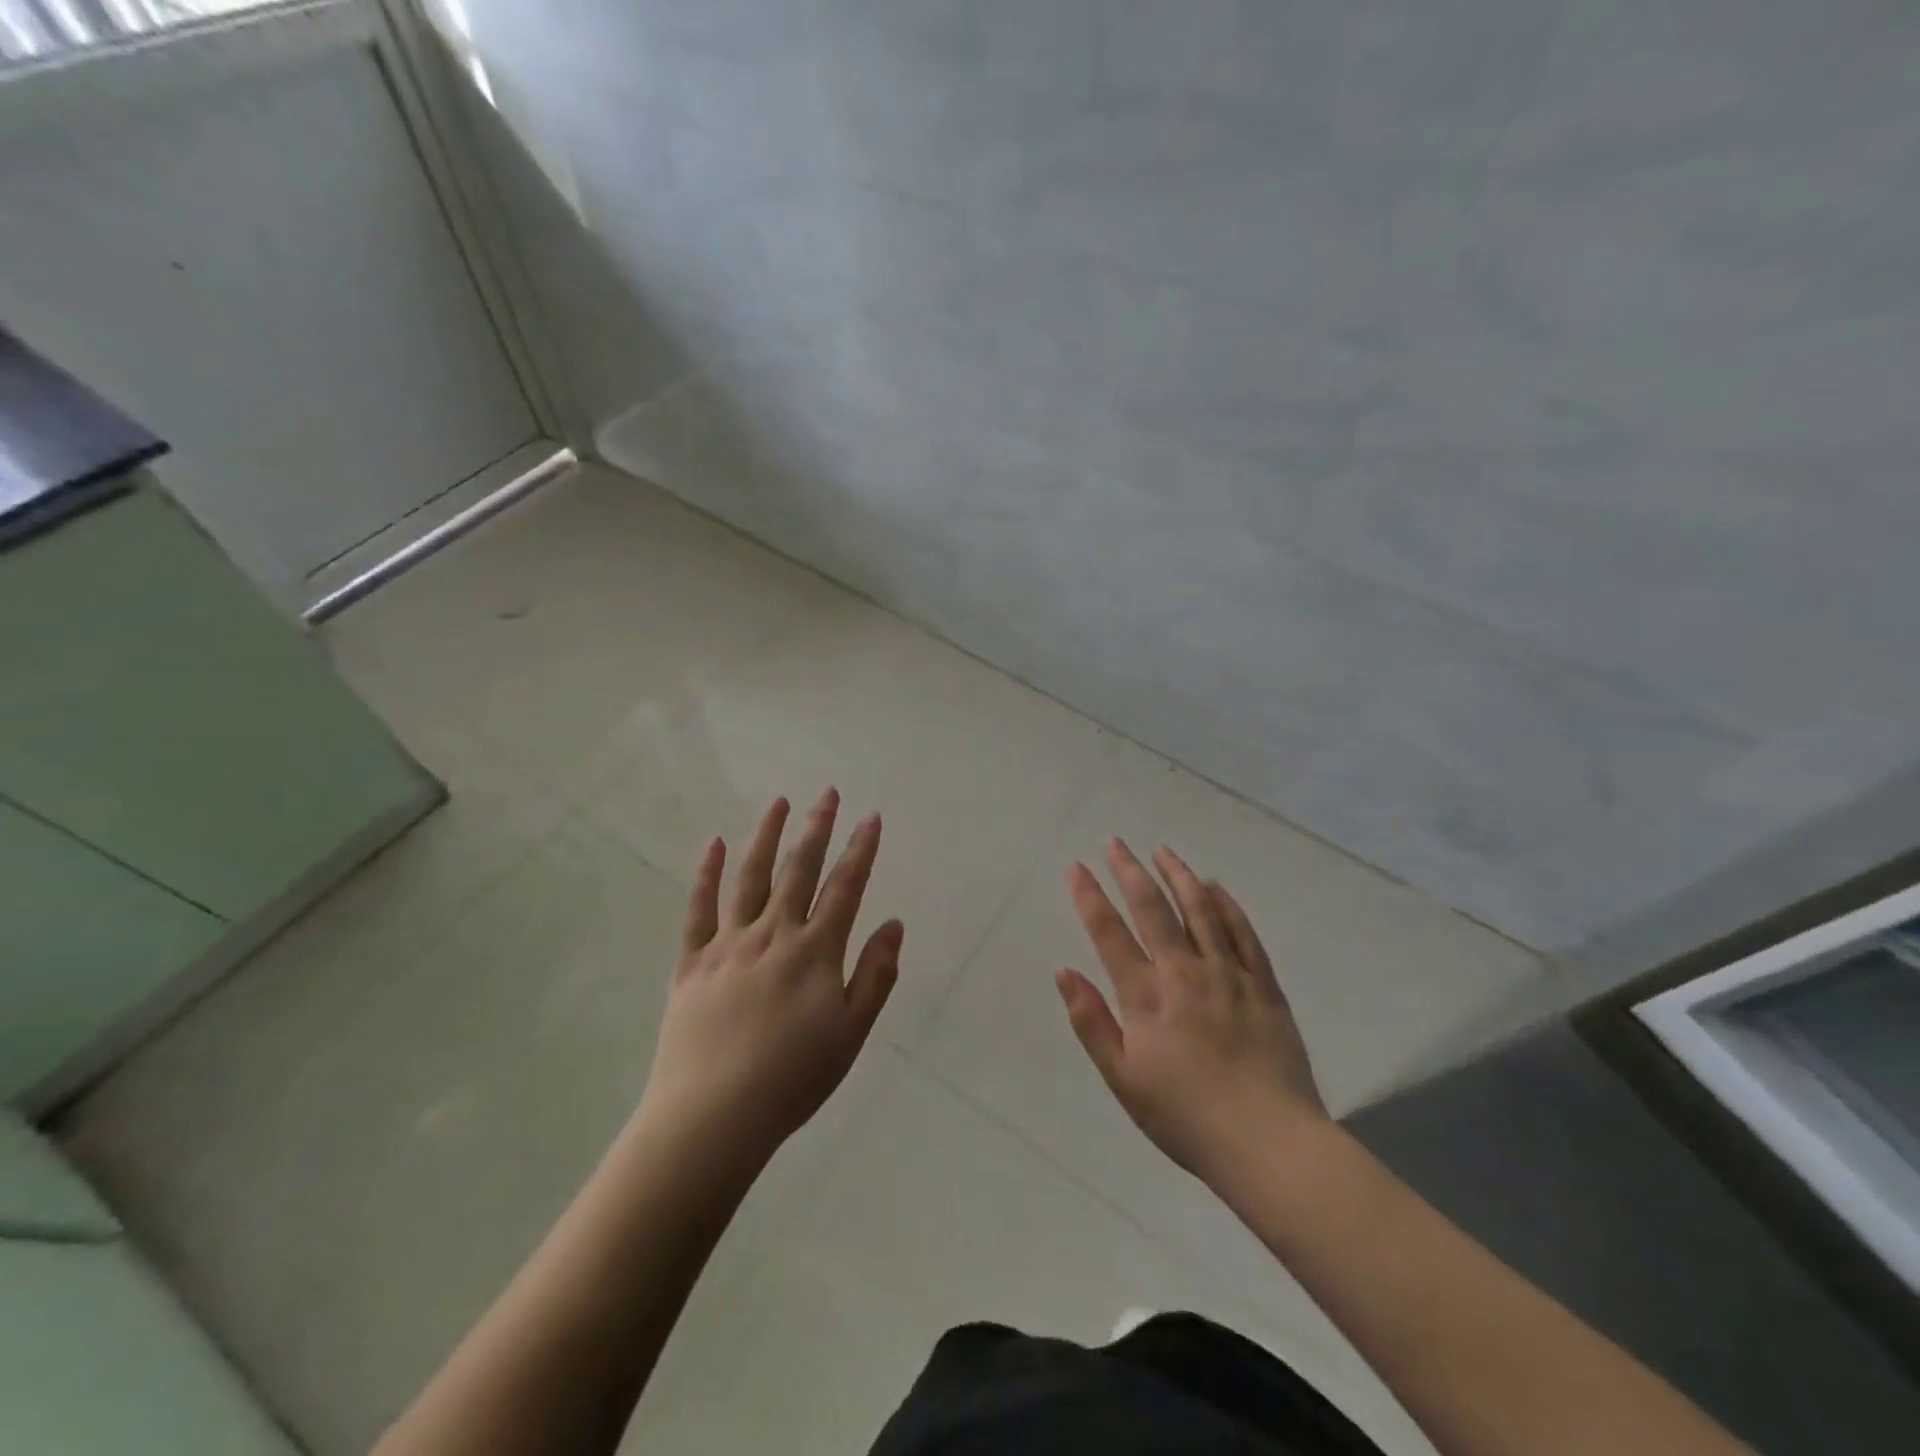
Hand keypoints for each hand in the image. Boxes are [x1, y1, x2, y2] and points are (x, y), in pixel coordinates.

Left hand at [640, 788, 902, 1168]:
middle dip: (817, 828)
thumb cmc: (792, 1079)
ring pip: (751, 878)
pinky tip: (715, 845)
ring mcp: (729, 944)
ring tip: (778, 802)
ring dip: (766, 836)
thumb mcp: (851, 1033)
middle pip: (799, 870)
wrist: (713, 1118)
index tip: (871, 817)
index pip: (845, 887)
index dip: (861, 850)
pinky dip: (707, 874)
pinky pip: (699, 909)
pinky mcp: (692, 962)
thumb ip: (875, 975)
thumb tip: (894, 923)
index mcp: (815, 952)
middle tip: (827, 792)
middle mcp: (773, 935)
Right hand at [1057, 839, 1327, 1183]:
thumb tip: (1063, 970)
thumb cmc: (1185, 1117)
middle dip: (1129, 870)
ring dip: (1178, 875)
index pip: (1109, 932)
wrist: (1269, 1144)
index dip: (1089, 895)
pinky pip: (1242, 933)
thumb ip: (1091, 1022)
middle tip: (1115, 842)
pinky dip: (1226, 904)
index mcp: (1146, 996)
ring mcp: (1227, 974)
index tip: (1076, 866)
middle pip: (1152, 908)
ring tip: (1163, 850)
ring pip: (1199, 909)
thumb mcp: (1123, 1079)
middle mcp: (1184, 972)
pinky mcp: (1263, 985)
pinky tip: (1214, 886)